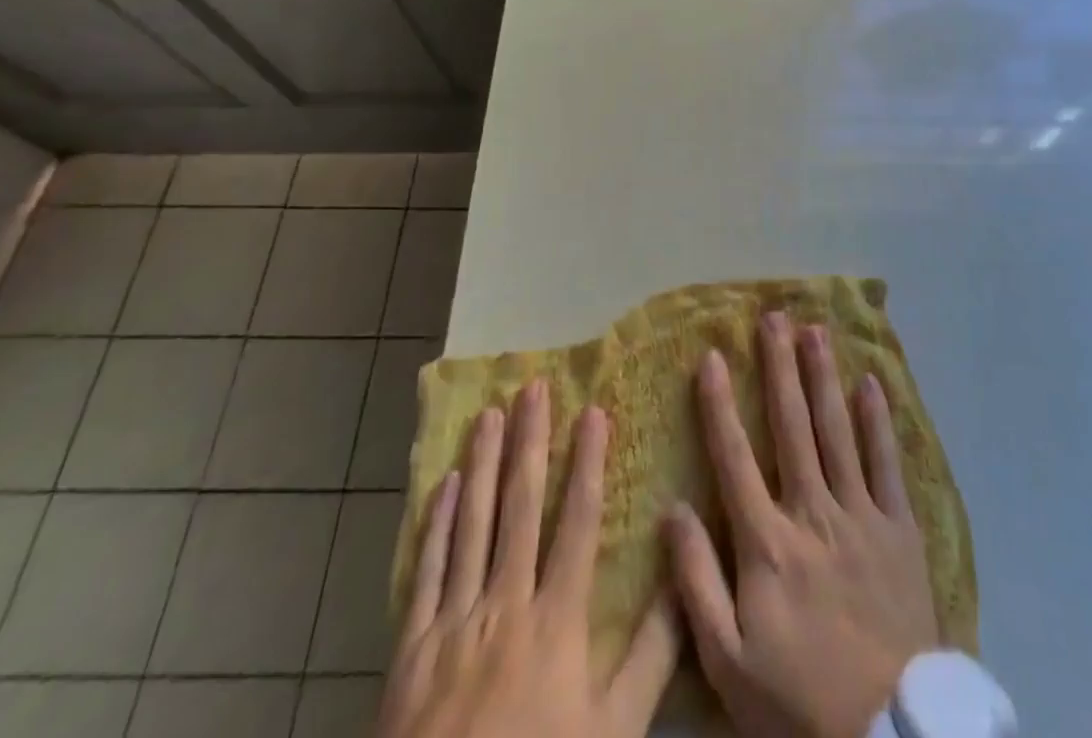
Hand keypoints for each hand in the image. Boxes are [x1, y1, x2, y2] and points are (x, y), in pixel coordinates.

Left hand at [377, 381, 678, 737]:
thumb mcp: (613, 733)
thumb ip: (652, 656)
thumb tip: (680, 577)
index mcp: (556, 621)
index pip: (578, 522)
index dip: (588, 463)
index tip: (593, 411)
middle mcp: (505, 604)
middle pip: (521, 506)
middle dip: (530, 442)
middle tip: (534, 387)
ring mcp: (454, 623)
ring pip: (472, 524)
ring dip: (482, 464)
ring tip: (489, 413)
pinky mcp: (412, 649)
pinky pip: (428, 571)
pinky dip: (437, 524)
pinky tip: (445, 484)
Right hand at [669, 313, 939, 737]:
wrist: (887, 733)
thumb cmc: (798, 699)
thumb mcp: (728, 661)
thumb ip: (696, 582)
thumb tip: (673, 509)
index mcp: (767, 541)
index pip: (735, 456)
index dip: (718, 403)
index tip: (710, 356)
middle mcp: (812, 511)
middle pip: (792, 425)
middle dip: (779, 367)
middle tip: (773, 317)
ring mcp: (860, 514)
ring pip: (837, 429)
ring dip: (823, 376)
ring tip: (815, 331)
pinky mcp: (899, 527)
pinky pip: (887, 462)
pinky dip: (878, 420)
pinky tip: (871, 382)